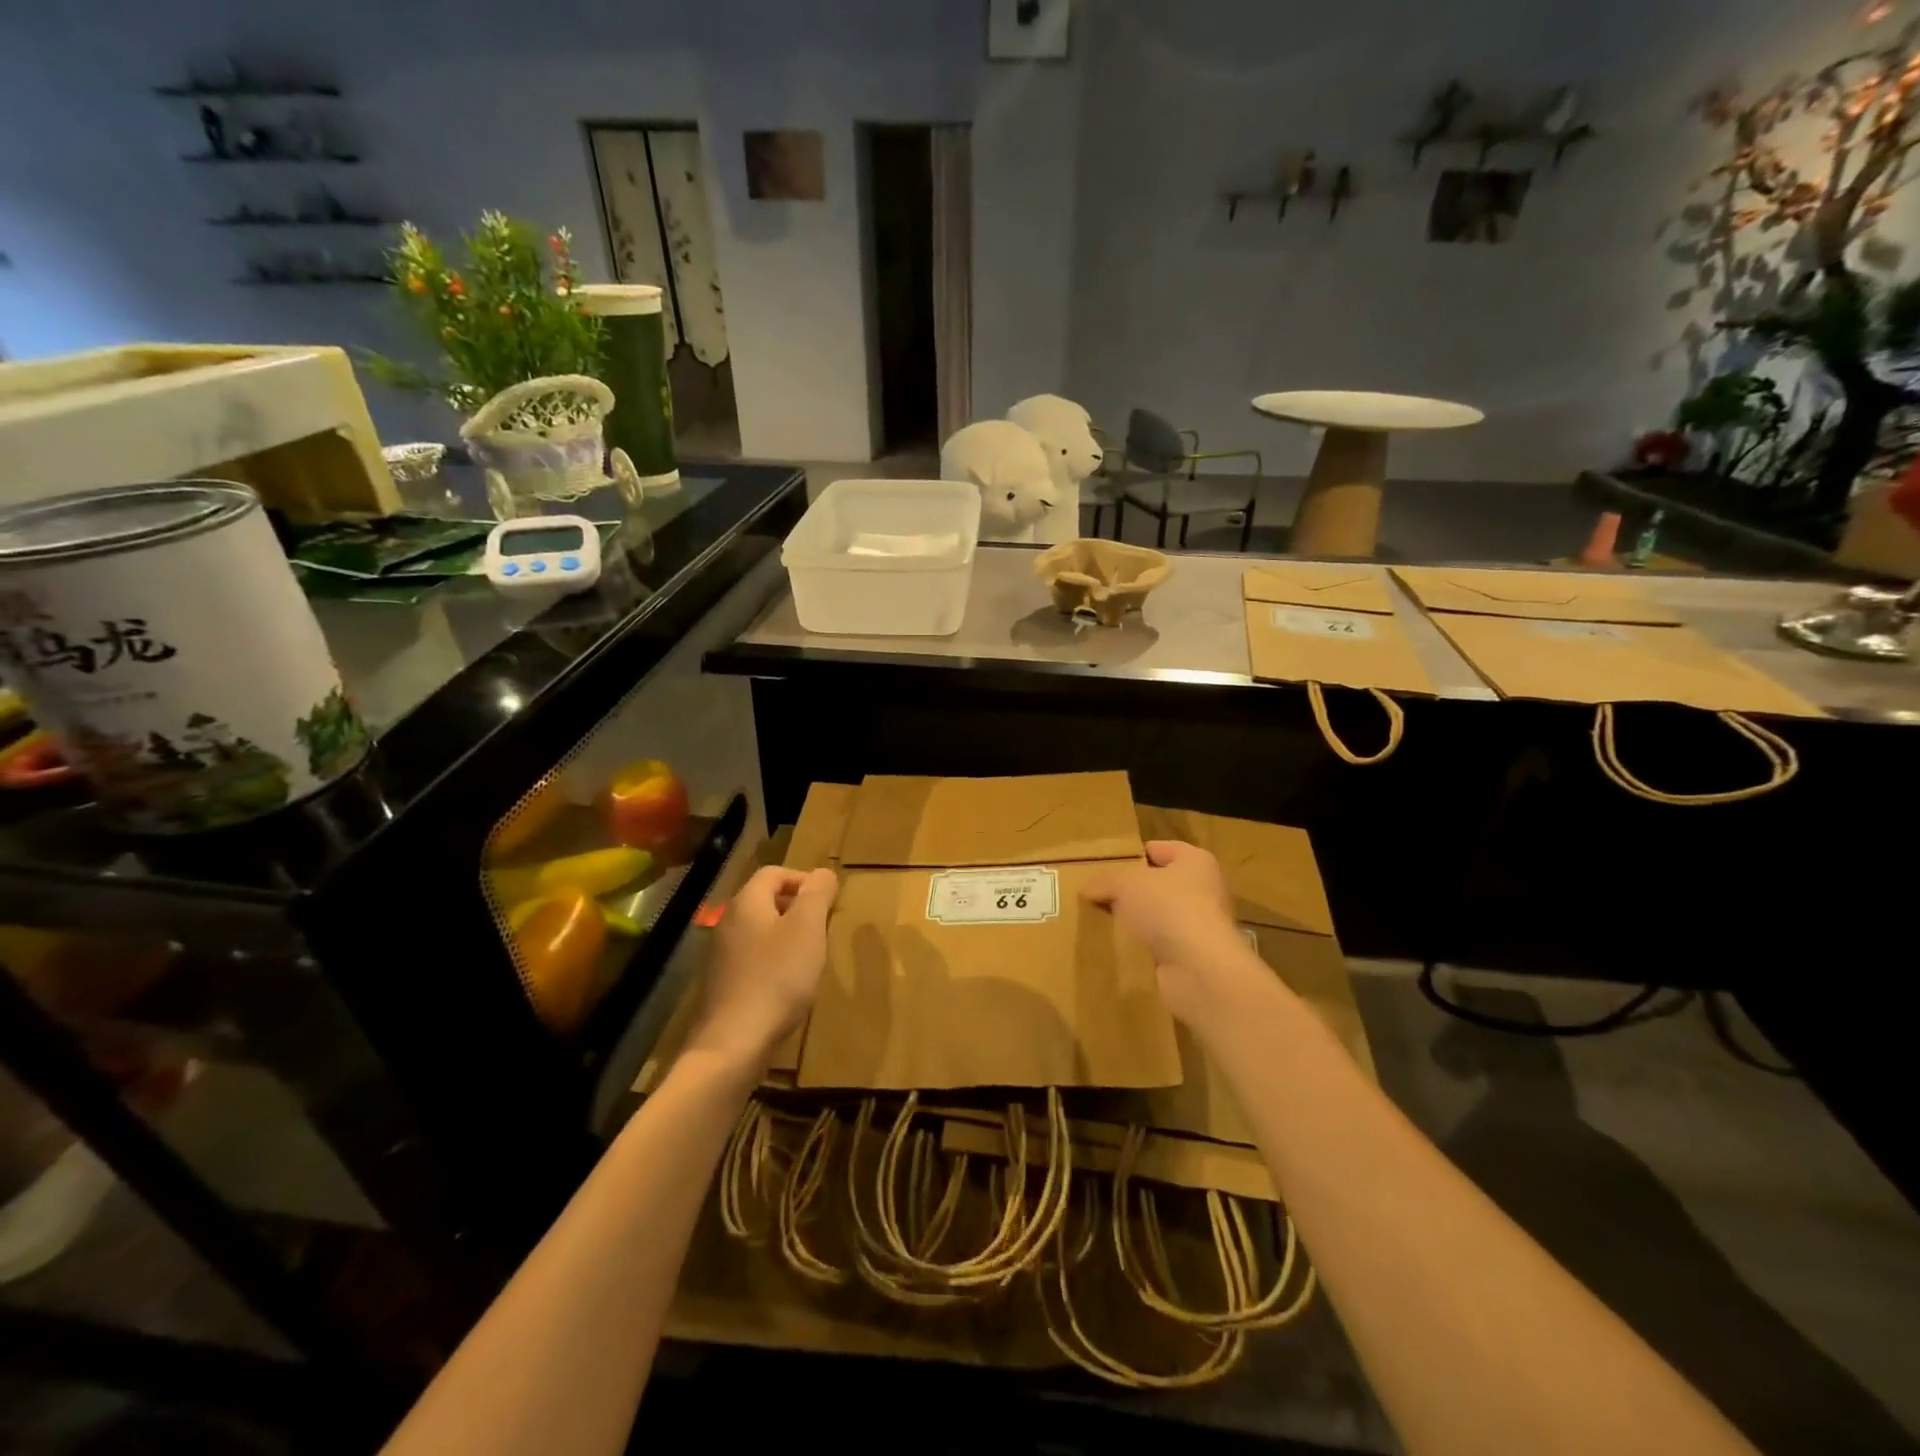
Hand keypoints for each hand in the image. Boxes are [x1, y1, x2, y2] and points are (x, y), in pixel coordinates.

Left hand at [687, 866, 837, 1069]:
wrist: (734, 1043)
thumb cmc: (777, 977)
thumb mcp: (808, 928)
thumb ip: (817, 893)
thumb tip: (823, 873)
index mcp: (747, 903)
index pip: (774, 873)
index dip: (804, 879)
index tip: (828, 901)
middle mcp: (728, 922)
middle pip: (766, 900)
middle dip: (798, 908)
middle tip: (823, 928)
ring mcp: (722, 955)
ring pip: (761, 930)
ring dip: (788, 936)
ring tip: (810, 957)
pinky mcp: (724, 983)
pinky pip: (754, 958)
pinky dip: (774, 962)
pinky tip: (788, 985)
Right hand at [1083, 841, 1265, 1031]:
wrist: (1199, 968)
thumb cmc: (1168, 908)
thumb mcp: (1125, 884)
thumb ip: (1105, 881)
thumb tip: (1088, 888)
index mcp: (1195, 861)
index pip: (1160, 849)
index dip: (1133, 855)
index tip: (1106, 866)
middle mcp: (1204, 890)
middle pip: (1158, 884)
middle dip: (1130, 891)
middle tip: (1098, 895)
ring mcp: (1199, 925)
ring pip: (1158, 916)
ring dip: (1135, 921)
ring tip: (1101, 921)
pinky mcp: (1192, 955)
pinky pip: (1159, 945)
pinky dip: (1141, 947)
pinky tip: (1117, 948)